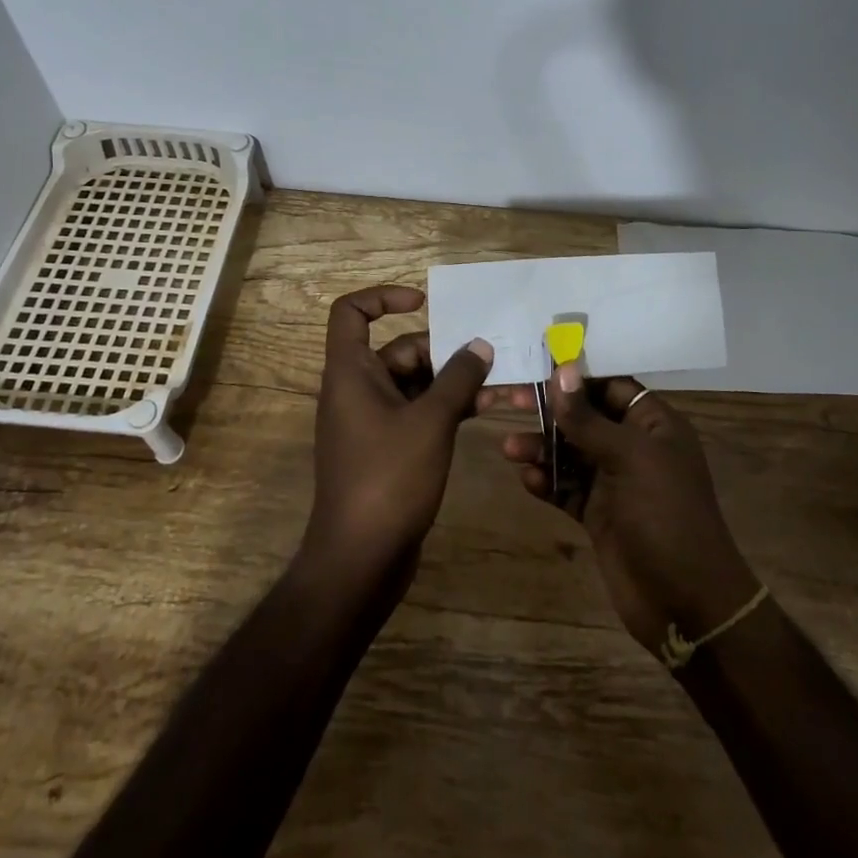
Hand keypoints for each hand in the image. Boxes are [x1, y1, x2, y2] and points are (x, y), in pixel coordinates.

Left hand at [304, 286, 492, 579]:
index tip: (425, 303)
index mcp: (351, 372)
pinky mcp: (389, 448)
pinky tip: (488, 411)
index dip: (384, 297)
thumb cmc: (388, 478)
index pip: (352, 312)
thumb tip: (480, 345)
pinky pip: (420, 413)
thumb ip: (458, 378)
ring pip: (417, 384)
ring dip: (457, 383)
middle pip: (400, 350)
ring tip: (506, 384)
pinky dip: (449, 409)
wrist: (360, 560)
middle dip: (446, 350)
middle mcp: (357, 389)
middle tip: (491, 354)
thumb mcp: (430, 422)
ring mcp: (373, 421)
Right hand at [498, 367, 758, 655]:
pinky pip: (567, 488)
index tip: (536, 366)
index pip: (611, 386)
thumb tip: (561, 370)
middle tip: (509, 400)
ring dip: (542, 449)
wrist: (687, 604)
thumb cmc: (666, 516)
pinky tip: (527, 480)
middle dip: (550, 411)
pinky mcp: (599, 515)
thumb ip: (588, 418)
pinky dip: (547, 482)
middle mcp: (634, 448)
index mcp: (654, 425)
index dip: (576, 377)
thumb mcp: (629, 458)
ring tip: (510, 449)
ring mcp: (616, 483)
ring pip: (571, 453)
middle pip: (585, 417)